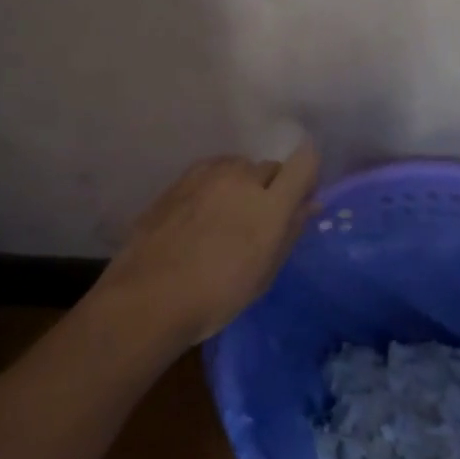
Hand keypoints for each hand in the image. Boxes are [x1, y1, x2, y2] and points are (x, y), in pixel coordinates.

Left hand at [90, 141, 320, 348]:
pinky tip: (202, 213)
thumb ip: (290, 231)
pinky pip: (211, 171)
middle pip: (270, 167)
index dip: (308, 174)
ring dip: (243, 183)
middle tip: (261, 219)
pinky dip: (216, 185)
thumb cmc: (217, 296)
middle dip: (274, 186)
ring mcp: (207, 175)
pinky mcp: (180, 179)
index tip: (302, 197)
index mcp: (269, 203)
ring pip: (238, 166)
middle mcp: (241, 178)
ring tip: (228, 216)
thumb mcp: (264, 273)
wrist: (149, 296)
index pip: (304, 162)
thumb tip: (310, 205)